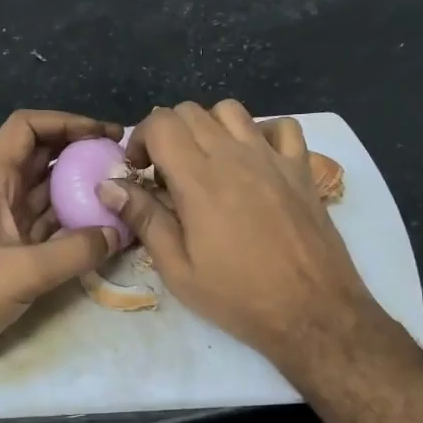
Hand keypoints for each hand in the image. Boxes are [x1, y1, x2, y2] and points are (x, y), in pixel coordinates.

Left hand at [0, 110, 122, 375]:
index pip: (27, 128)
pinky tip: (102, 232)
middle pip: (41, 157)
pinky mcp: (8, 252)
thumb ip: (75, 251)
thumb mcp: (23, 270)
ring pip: (46, 193)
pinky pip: (46, 227)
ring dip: (79, 190)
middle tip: (123, 164)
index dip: (66, 122)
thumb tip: (116, 233)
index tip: (104, 135)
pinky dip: (71, 225)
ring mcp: (2, 223)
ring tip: (121, 195)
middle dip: (80, 154)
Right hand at [97, 101, 393, 381]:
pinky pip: (281, 126)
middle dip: (167, 133)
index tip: (138, 171)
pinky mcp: (301, 168)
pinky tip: (254, 160)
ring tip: (206, 162)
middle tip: (165, 172)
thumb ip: (144, 219)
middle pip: (190, 111)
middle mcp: (235, 155)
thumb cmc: (239, 296)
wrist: (313, 312)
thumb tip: (108, 186)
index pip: (161, 123)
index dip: (141, 139)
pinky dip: (261, 132)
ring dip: (209, 127)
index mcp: (199, 179)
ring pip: (231, 110)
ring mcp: (272, 157)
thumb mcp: (178, 269)